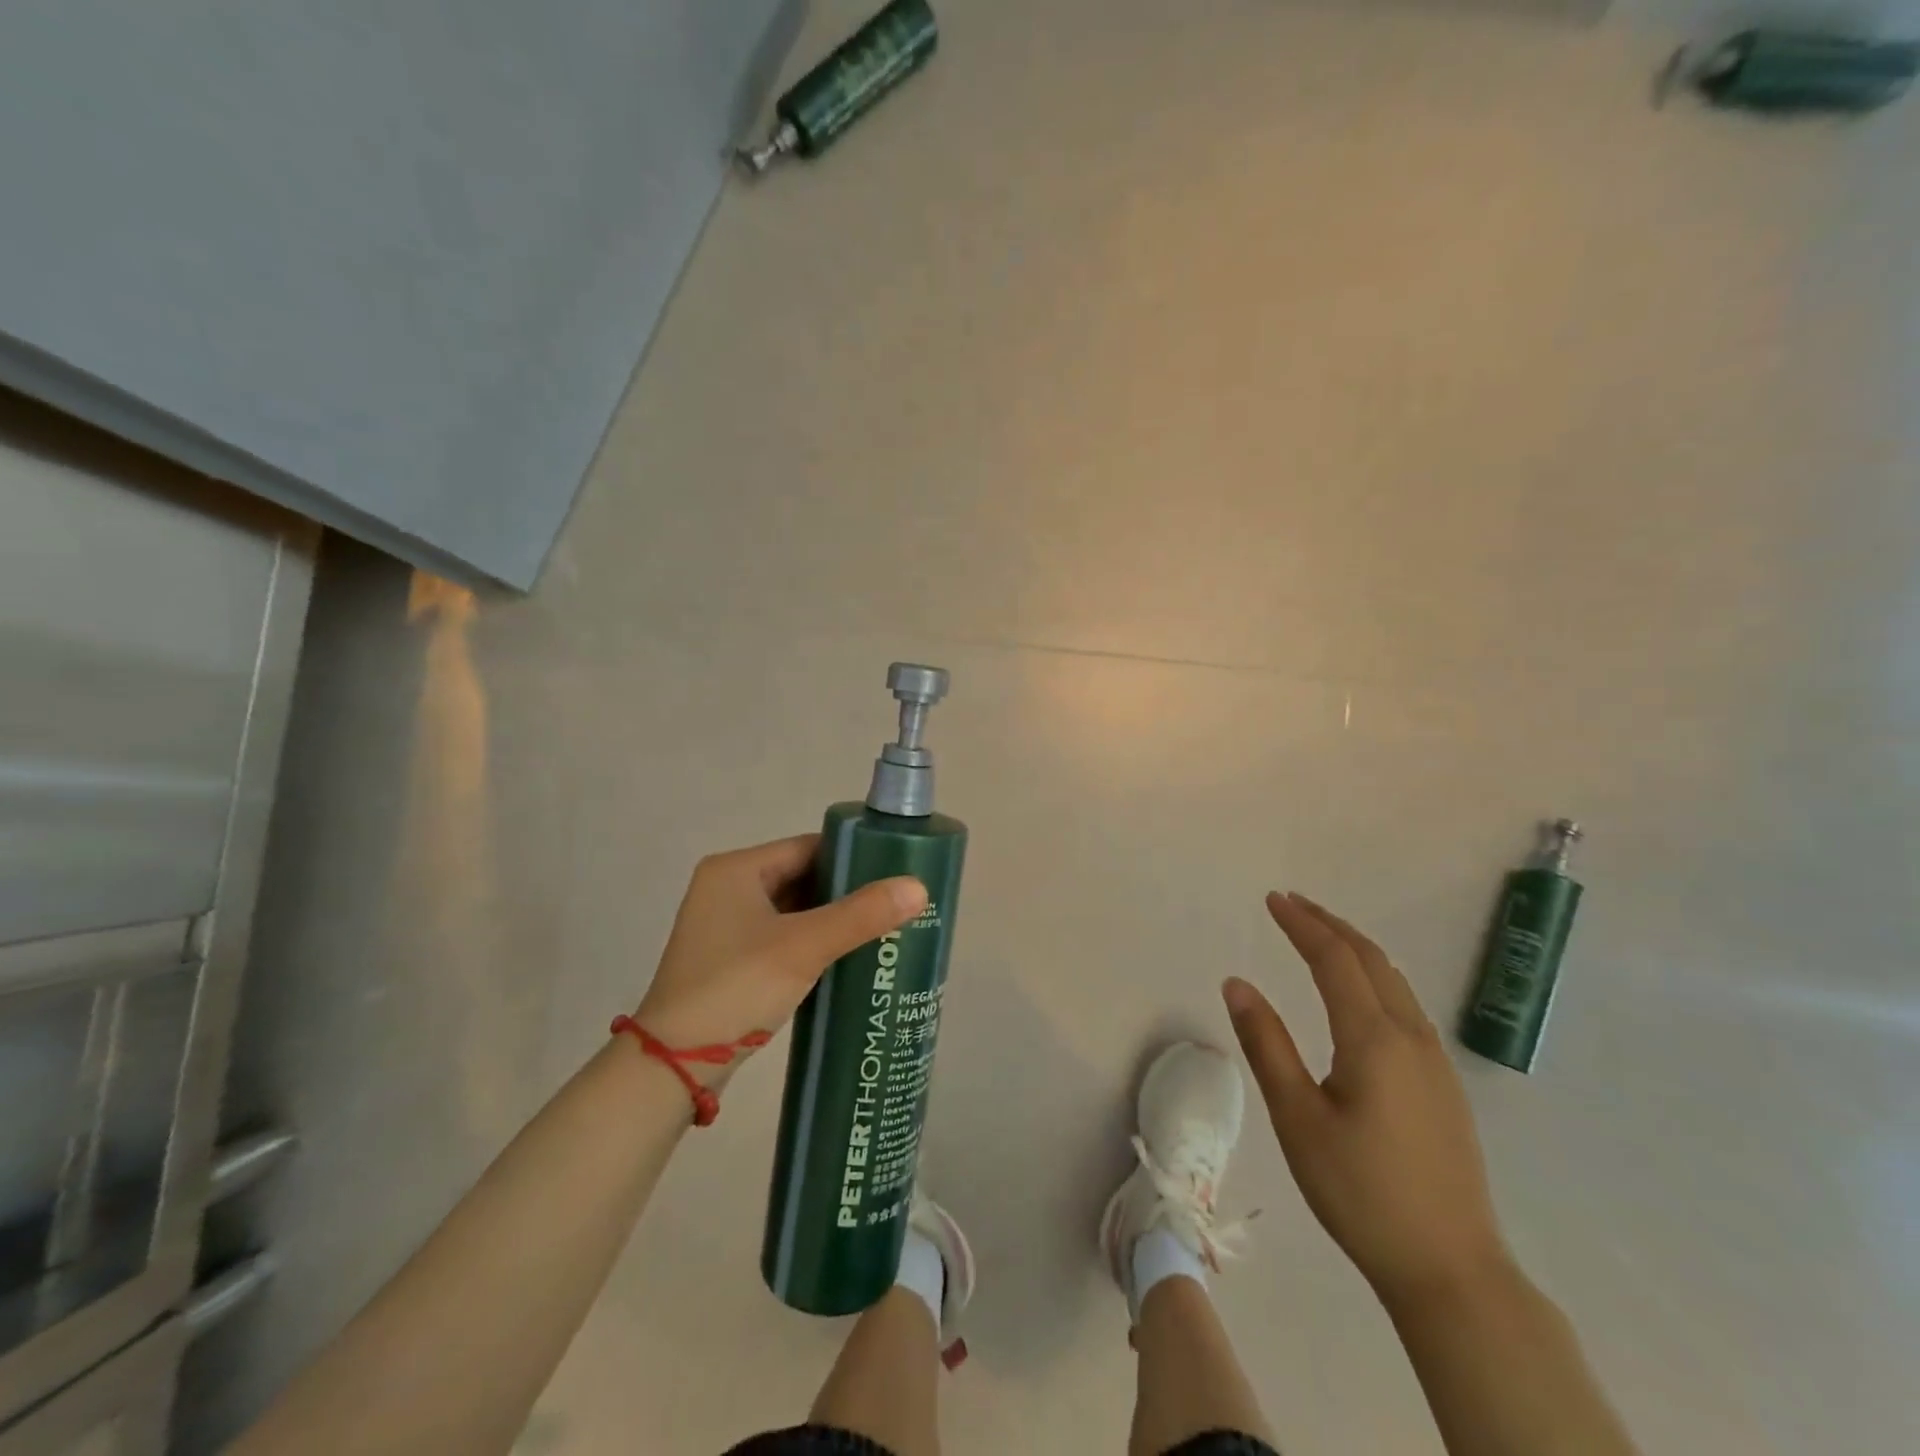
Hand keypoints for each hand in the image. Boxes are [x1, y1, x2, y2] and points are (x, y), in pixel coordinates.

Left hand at [634, 835, 926, 1084]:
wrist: (674, 1065)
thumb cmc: (737, 987)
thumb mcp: (804, 947)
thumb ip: (861, 915)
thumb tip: (919, 887)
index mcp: (736, 869)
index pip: (808, 847)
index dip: (852, 858)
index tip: (893, 874)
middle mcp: (726, 888)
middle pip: (801, 876)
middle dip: (845, 892)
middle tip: (893, 904)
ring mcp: (724, 926)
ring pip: (793, 909)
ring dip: (830, 919)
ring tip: (880, 929)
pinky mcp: (728, 959)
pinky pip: (781, 936)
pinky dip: (811, 942)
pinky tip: (845, 957)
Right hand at [1224, 892, 1511, 1308]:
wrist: (1451, 1269)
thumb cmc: (1360, 1192)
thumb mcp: (1297, 1118)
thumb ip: (1266, 1044)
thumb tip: (1237, 983)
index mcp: (1374, 1039)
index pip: (1335, 960)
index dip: (1302, 924)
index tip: (1272, 899)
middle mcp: (1412, 1038)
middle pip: (1371, 960)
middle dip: (1330, 925)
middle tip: (1292, 903)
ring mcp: (1435, 1062)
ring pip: (1395, 982)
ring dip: (1355, 949)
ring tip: (1321, 934)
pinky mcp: (1444, 1086)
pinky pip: (1406, 1006)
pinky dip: (1375, 977)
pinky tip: (1360, 993)